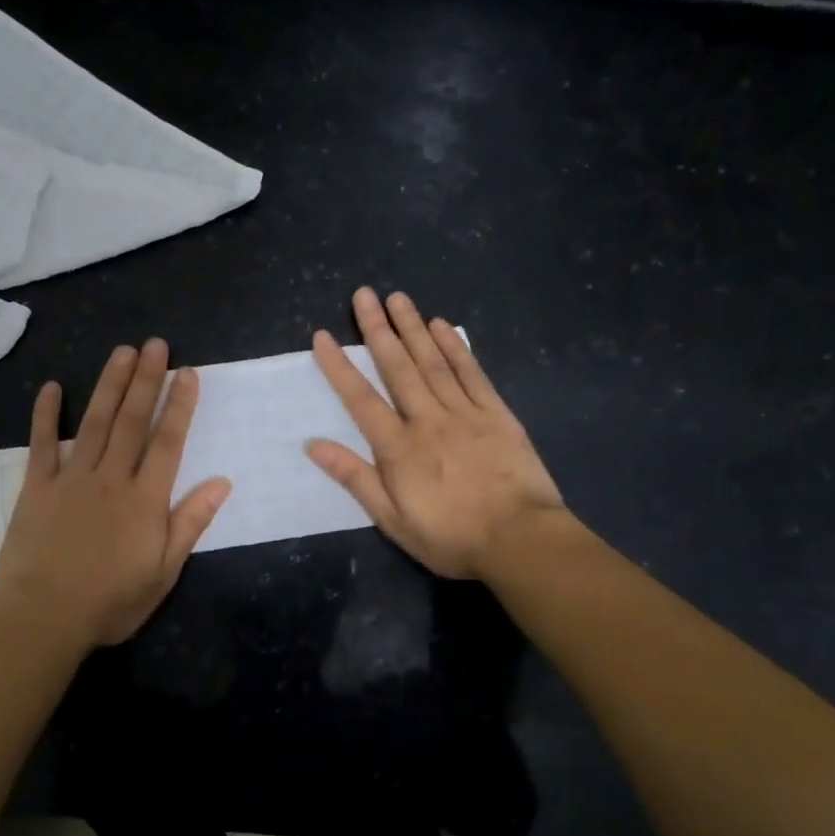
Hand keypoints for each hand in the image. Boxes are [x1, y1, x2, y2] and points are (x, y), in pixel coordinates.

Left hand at [0, 340, 230, 648]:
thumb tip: (222, 483)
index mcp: (145, 499)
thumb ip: (190, 523)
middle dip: (146, 380)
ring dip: (109, 385)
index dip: (179, 405)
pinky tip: (52, 387)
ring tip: (122, 352)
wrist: (43, 617)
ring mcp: (71, 479)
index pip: (168, 442)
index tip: (188, 373)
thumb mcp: (163, 572)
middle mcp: (111, 478)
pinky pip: (43, 444)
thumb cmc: (111, 602)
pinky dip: (46, 414)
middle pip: (131, 421)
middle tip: (156, 345)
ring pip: (94, 422)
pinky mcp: (37, 488)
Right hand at [308, 288, 566, 579]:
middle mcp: (428, 420)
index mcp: (399, 448)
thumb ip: (355, 478)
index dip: (340, 366)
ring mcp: (465, 413)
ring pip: (433, 362)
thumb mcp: (393, 520)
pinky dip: (456, 348)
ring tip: (398, 298)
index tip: (322, 336)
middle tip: (364, 295)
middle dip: (378, 330)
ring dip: (413, 328)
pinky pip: (472, 373)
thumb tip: (314, 445)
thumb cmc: (451, 538)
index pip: (361, 399)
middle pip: (398, 368)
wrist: (520, 540)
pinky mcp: (497, 414)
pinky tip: (442, 326)